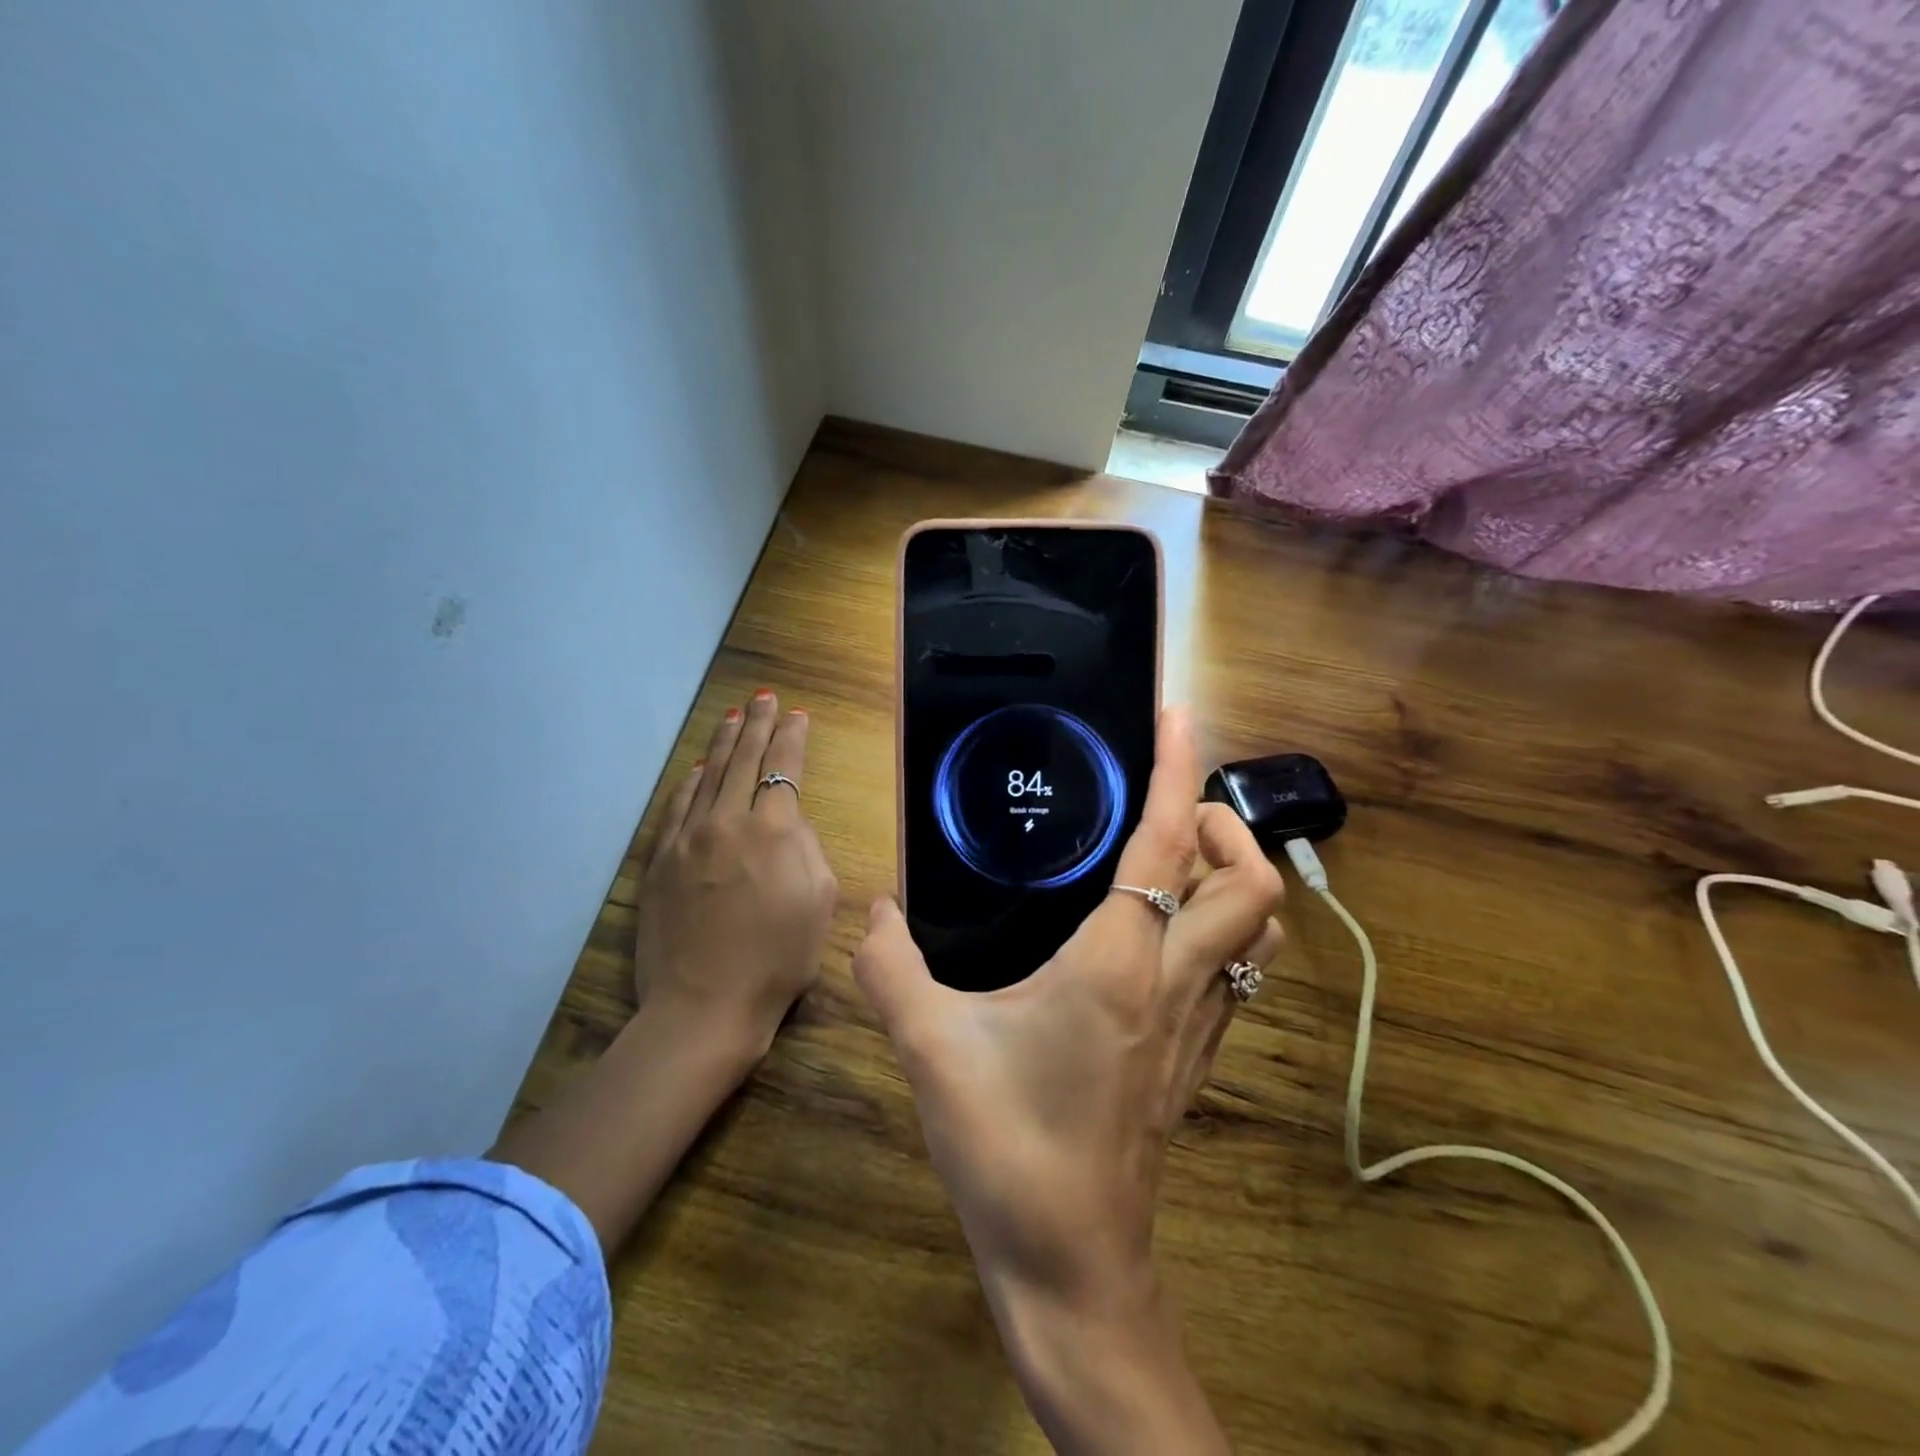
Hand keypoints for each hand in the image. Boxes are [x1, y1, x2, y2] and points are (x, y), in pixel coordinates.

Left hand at [636, 689, 836, 1052]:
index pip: (785, 768)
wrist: (705, 1004)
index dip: (793, 737)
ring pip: (709, 776)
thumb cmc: (779, 959)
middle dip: (759, 724)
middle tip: (764, 698)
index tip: (798, 714)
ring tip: (734, 718)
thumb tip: (790, 821)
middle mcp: (729, 821)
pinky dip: (689, 782)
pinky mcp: (661, 860)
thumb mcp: (820, 901)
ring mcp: (689, 838)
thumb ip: (809, 848)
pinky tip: (697, 768)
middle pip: (745, 760)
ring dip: (724, 743)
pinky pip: (677, 807)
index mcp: (775, 830)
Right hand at [853, 707, 1281, 1451]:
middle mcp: (1176, 983)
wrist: (1072, 1270)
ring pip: (1257, 929)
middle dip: (1223, 826)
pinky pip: (1234, 969)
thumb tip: (874, 912)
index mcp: (1120, 964)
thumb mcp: (930, 1050)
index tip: (1175, 718)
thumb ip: (890, 970)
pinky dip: (1217, 926)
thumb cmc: (1009, 1151)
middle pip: (1251, 882)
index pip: (1169, 843)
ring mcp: (1197, 1025)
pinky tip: (1158, 932)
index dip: (1177, 771)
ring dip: (1229, 876)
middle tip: (1165, 809)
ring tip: (1169, 856)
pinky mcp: (1195, 1058)